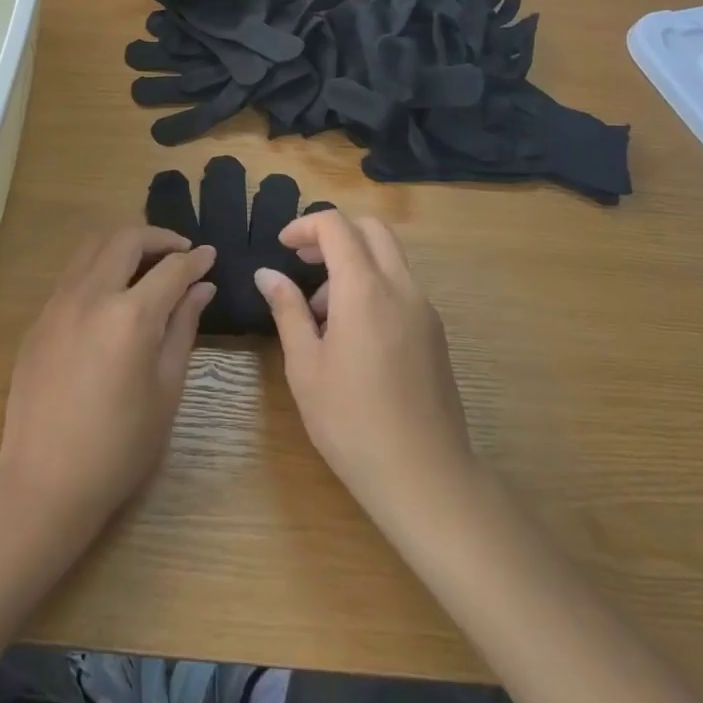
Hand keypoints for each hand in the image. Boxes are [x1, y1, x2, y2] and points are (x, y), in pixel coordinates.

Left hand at [0, 227, 214, 531]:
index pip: (172, 268)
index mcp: (130, 316)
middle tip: (180, 253)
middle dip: (160, 238)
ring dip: (124, 244)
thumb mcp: (166, 388)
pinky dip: (99, 266)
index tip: (210, 255)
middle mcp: (92, 295)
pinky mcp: (39, 318)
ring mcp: (59, 303)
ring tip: (147, 264)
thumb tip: (202, 288)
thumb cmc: (120, 446)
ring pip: (93, 246)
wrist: (45, 481)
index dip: (196, 259)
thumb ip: (183, 328)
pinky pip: (73, 273)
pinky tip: (112, 294)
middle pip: (127, 239)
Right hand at [254, 211, 477, 532]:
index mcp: (365, 288)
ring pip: (388, 256)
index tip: (282, 248)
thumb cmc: (352, 422)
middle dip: (333, 234)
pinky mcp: (435, 332)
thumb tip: (267, 274)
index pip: (336, 225)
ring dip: (353, 261)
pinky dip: (373, 285)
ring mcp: (424, 308)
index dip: (304, 226)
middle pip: (370, 228)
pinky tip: (352, 334)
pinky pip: (401, 286)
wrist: (426, 477)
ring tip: (321, 311)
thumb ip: (287, 310)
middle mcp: (400, 286)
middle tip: (303, 263)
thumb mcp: (305, 366)